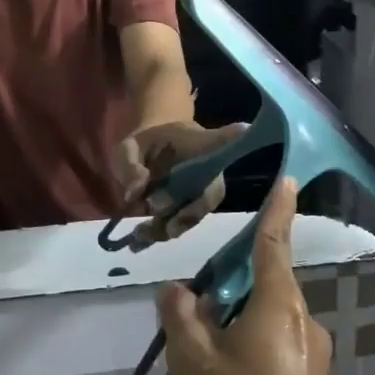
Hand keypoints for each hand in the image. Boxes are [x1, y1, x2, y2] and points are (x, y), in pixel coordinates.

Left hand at [113, 120, 247, 248]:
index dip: (234, 139)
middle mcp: (210, 170)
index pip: (221, 140)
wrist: (151, 154)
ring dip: (167, 227)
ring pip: (194, 215)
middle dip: (183, 208)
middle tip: (153, 207)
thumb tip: (135, 193)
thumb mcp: (129, 147)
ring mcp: (202, 193)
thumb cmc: (146, 145)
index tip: (245, 129)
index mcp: (198, 142)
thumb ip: (130, 165)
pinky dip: (159, 235)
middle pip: (208, 193)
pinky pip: (180, 226)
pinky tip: (137, 244)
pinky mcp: (190, 211)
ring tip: (139, 235)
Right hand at [158, 179, 333, 374]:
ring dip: (239, 320)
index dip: (278, 209)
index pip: (275, 243)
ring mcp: (314, 355)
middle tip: (197, 309)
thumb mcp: (190, 360)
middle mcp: (305, 322)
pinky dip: (251, 345)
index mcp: (279, 306)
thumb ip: (180, 316)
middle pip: (266, 284)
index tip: (288, 178)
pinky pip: (278, 344)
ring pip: (270, 318)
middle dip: (233, 286)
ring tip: (204, 355)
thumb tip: (176, 291)